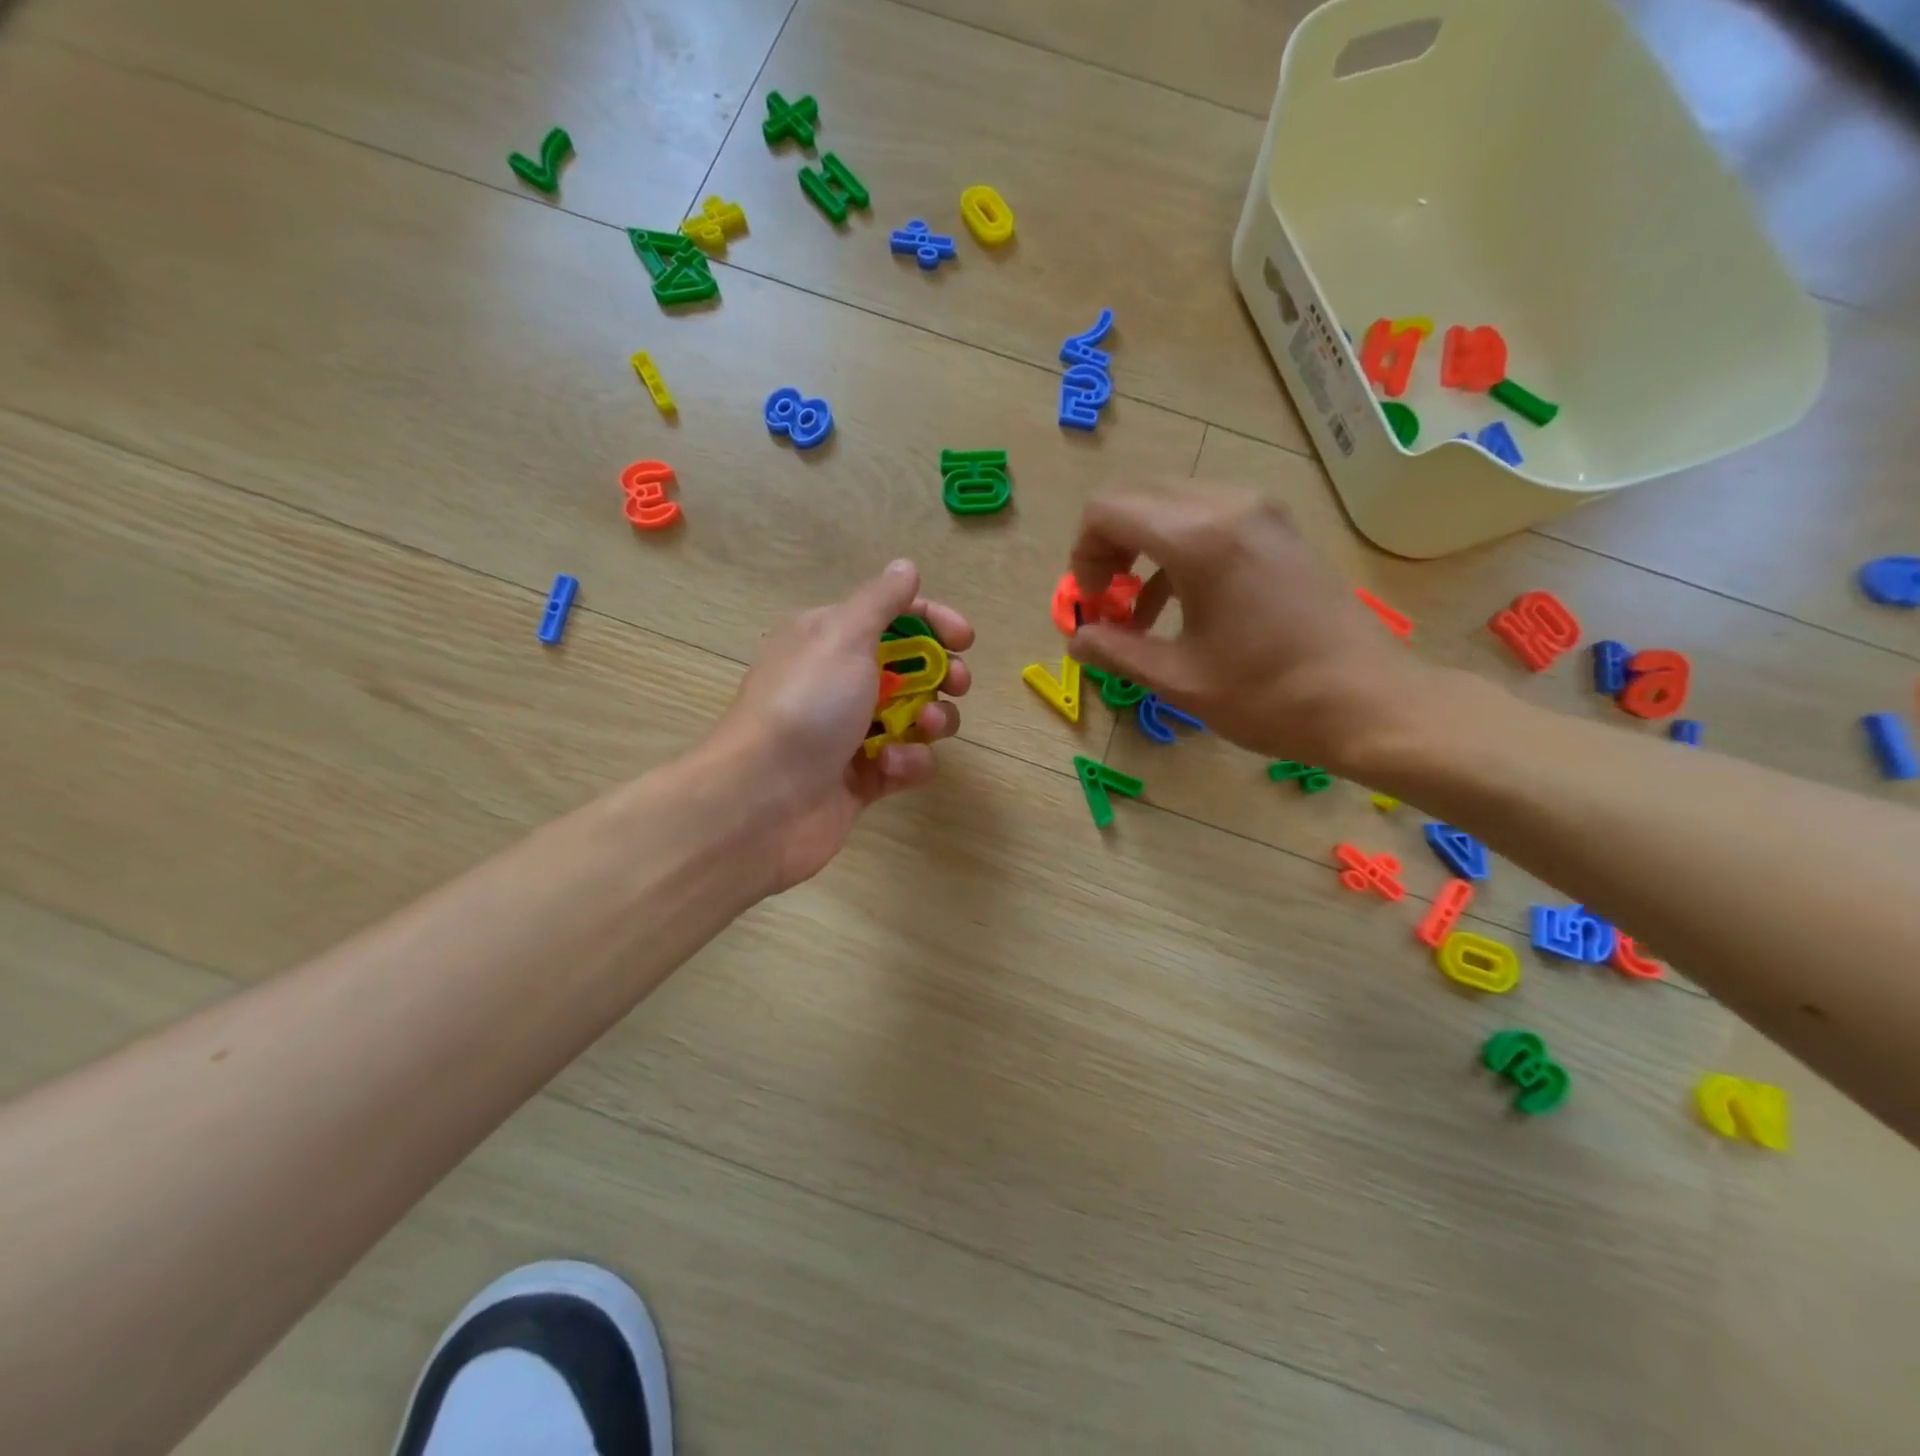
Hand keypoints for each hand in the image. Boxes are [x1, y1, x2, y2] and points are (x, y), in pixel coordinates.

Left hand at [710, 560, 973, 890]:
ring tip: (924, 727)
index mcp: (828, 640)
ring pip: (914, 718)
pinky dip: (907, 763)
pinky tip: (892, 767)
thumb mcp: (843, 636)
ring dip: (931, 719)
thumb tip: (905, 567)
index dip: (932, 623)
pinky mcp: (860, 779)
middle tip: (957, 684)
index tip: (964, 640)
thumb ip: (881, 601)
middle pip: (910, 668)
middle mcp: (838, 682)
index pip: (892, 618)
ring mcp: (849, 733)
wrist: (762, 800)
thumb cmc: (806, 705)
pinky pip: (903, 763)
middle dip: (941, 674)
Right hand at [1067, 487, 1434, 773]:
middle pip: (1137, 498)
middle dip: (1109, 547)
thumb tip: (1077, 638)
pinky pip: (1208, 519)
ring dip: (1142, 549)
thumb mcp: (1178, 679)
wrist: (1369, 703)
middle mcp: (1229, 506)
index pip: (1107, 510)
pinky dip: (1178, 550)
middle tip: (1109, 602)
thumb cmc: (1268, 696)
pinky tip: (1180, 605)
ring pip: (1172, 505)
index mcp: (1199, 539)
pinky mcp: (1279, 528)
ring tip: (1140, 612)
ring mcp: (1261, 512)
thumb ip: (1116, 650)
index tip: (1093, 604)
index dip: (1083, 554)